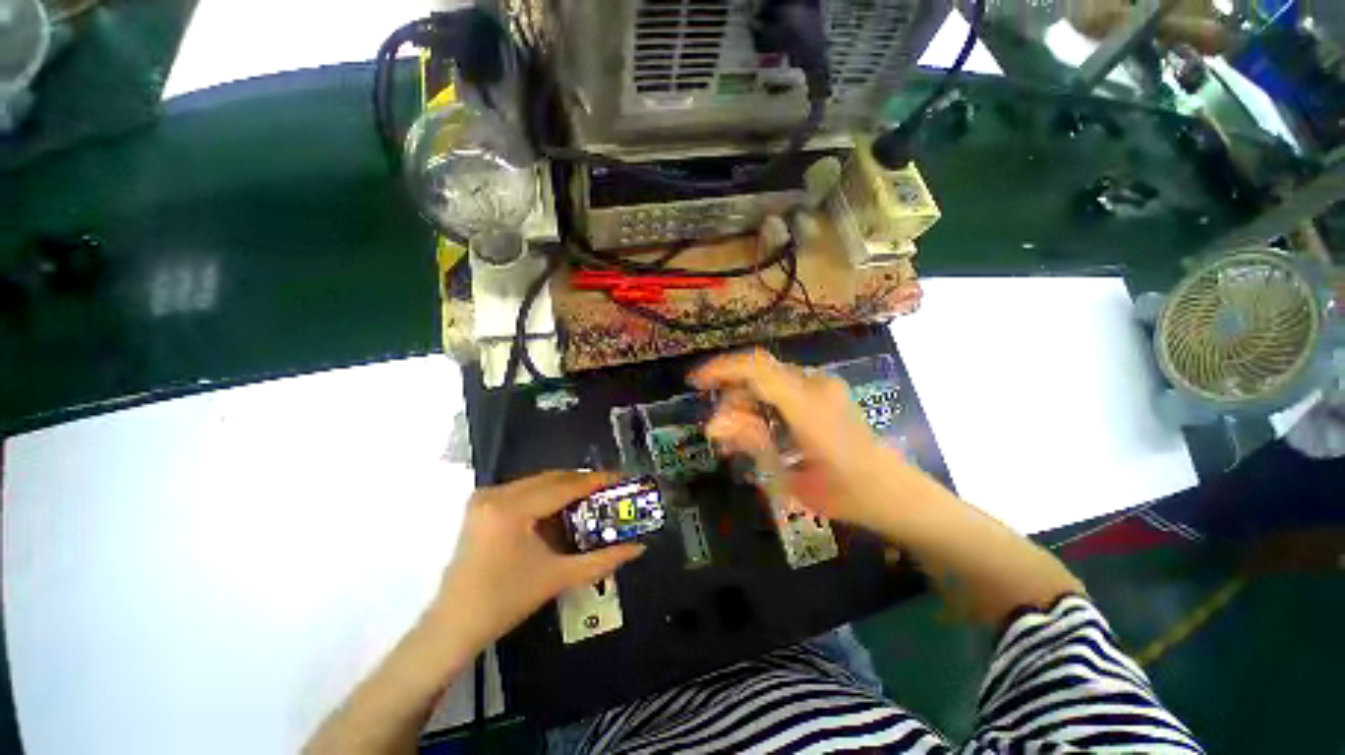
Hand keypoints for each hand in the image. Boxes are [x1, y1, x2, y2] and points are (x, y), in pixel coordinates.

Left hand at [430, 471, 645, 652]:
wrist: (453, 626)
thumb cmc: (505, 603)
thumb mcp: (558, 577)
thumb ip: (603, 560)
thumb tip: (639, 547)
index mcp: (512, 509)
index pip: (564, 486)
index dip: (597, 480)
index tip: (623, 477)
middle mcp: (496, 494)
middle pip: (552, 478)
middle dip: (584, 482)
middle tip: (611, 488)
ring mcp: (486, 497)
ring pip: (539, 482)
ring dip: (567, 487)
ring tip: (594, 496)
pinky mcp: (482, 505)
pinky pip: (525, 490)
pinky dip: (548, 495)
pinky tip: (564, 507)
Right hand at [689, 350, 901, 531]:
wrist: (894, 494)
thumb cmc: (844, 493)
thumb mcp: (789, 475)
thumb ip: (751, 443)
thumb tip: (712, 425)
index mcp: (808, 405)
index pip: (756, 369)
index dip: (721, 369)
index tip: (695, 383)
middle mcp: (816, 385)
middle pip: (759, 374)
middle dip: (731, 397)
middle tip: (719, 432)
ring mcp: (823, 386)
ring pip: (769, 380)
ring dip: (746, 402)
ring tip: (735, 437)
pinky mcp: (825, 392)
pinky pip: (783, 388)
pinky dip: (763, 404)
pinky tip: (757, 429)